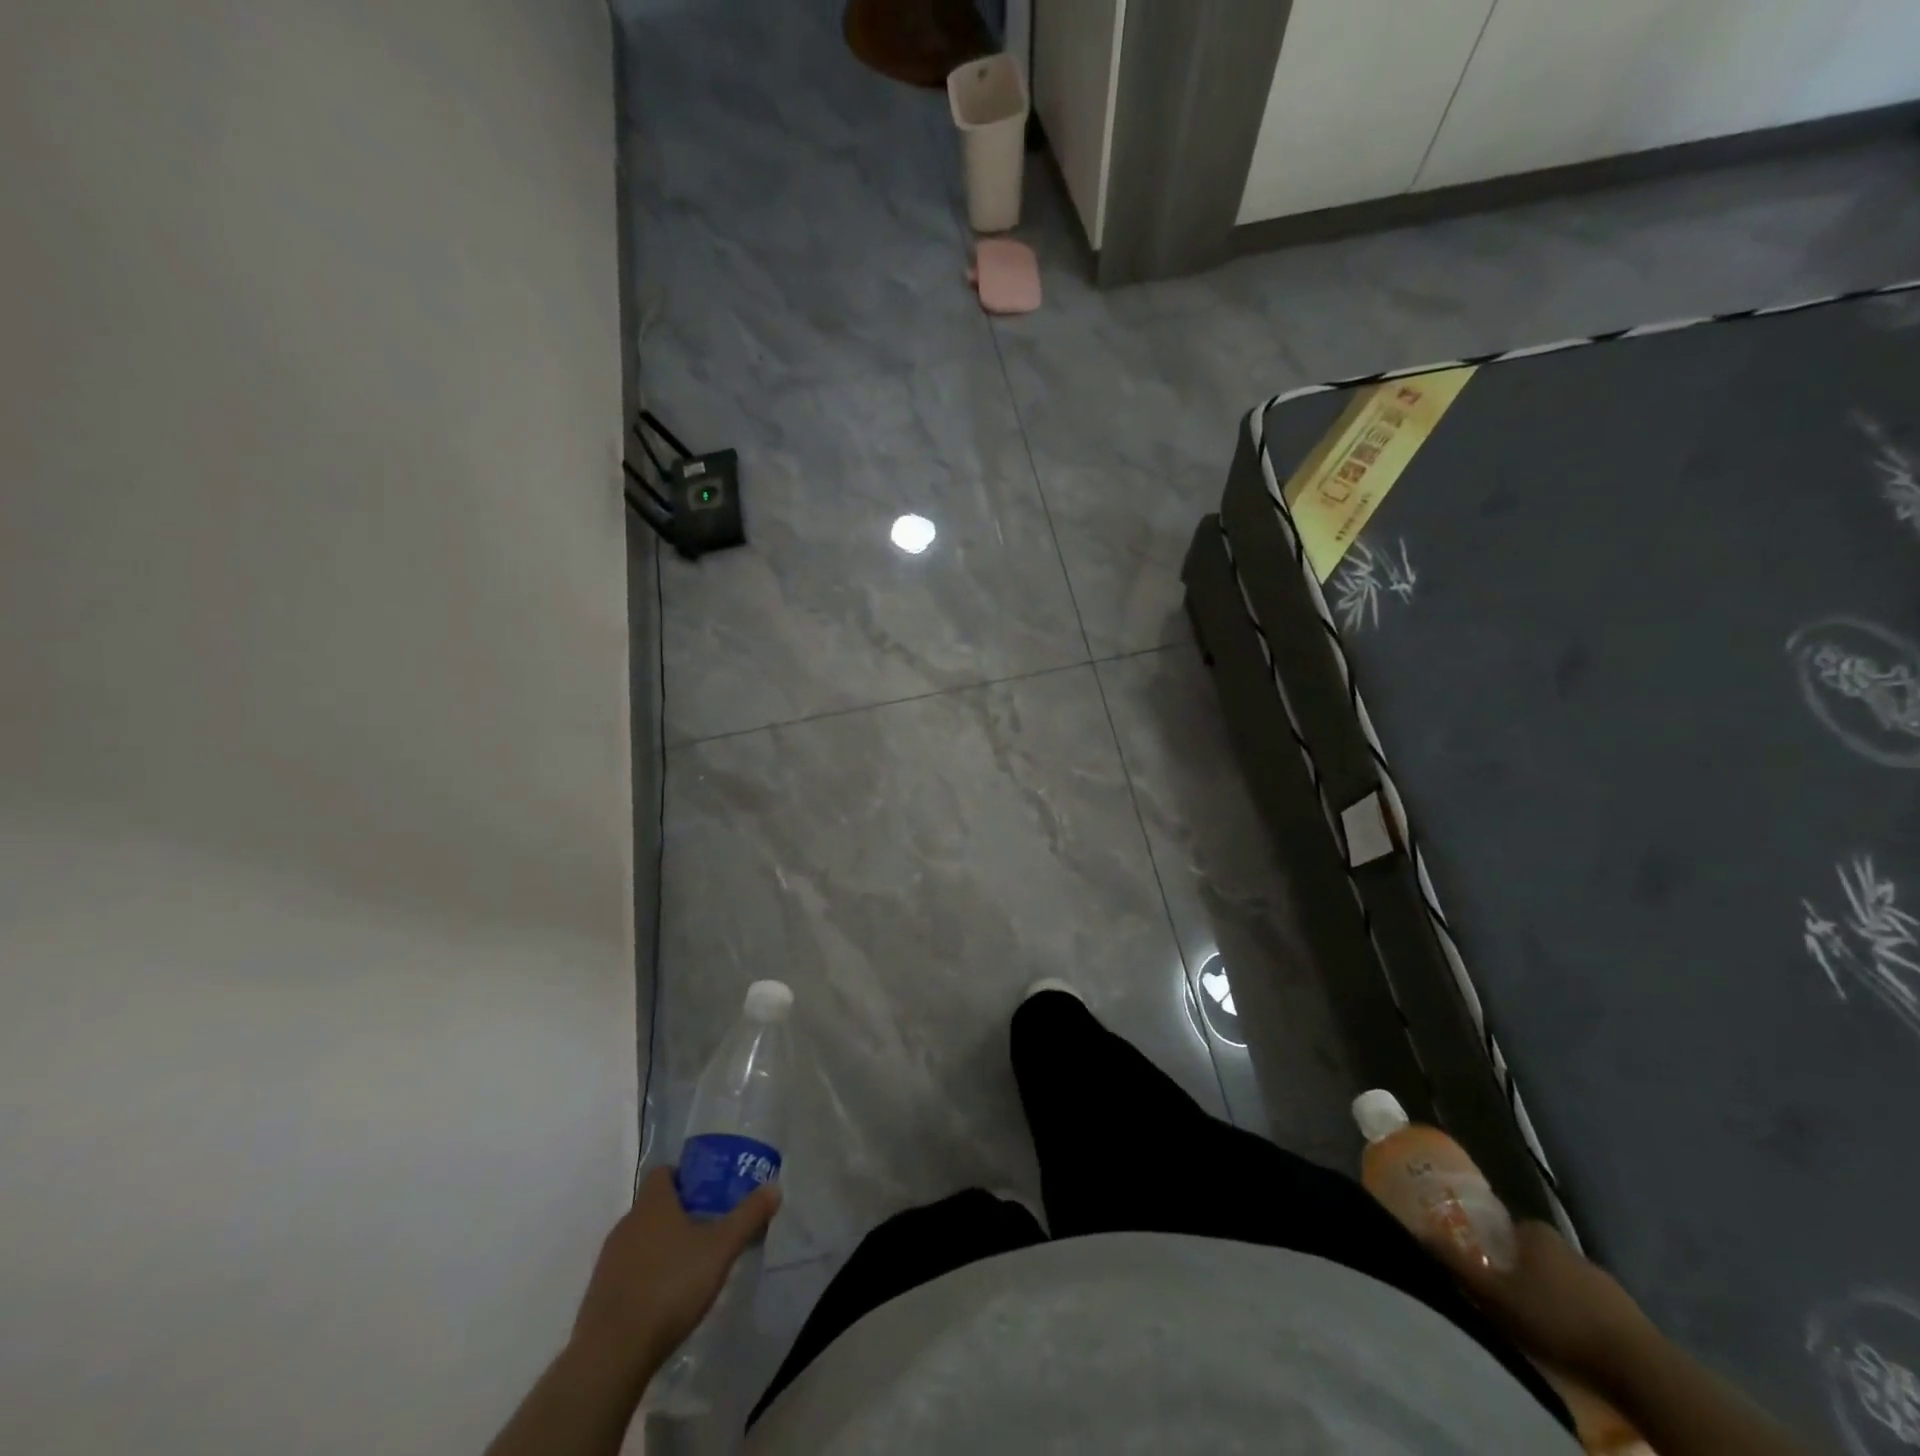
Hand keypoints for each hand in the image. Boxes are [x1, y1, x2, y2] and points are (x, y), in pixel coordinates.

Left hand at [570, 1166, 780, 1374]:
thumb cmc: (670, 1286)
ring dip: (662, 1246)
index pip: (665, 1172)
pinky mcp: (599, 1295)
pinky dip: (646, 1276)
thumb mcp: (721, 1248)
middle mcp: (626, 1223)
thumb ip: (748, 1216)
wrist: (612, 1354)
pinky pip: (628, 1271)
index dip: (686, 1176)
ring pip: (640, 1239)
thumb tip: (774, 1187)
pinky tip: (665, 1300)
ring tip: (690, 1267)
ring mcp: (608, 1260)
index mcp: (653, 1203)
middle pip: (654, 1206)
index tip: (708, 1192)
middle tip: (709, 1229)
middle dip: (680, 1213)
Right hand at [1440, 1219, 1656, 1386]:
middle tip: (1506, 1299)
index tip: (1485, 1267)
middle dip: (1522, 1273)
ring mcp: (1605, 1281)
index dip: (1493, 1245)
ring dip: (1552, 1298)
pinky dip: (1579, 1319)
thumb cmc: (1557, 1321)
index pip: (1507, 1227)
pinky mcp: (1630, 1316)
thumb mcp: (1496, 1295)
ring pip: (1565, 1282)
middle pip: (1536, 1255)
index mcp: (1537, 1234)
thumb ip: (1456, 1263)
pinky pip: (1592, 1309)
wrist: (1641, 1370)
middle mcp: (1570, 1248)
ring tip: (1539, 1326)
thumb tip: (1416, 1229)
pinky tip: (1572, 1341)